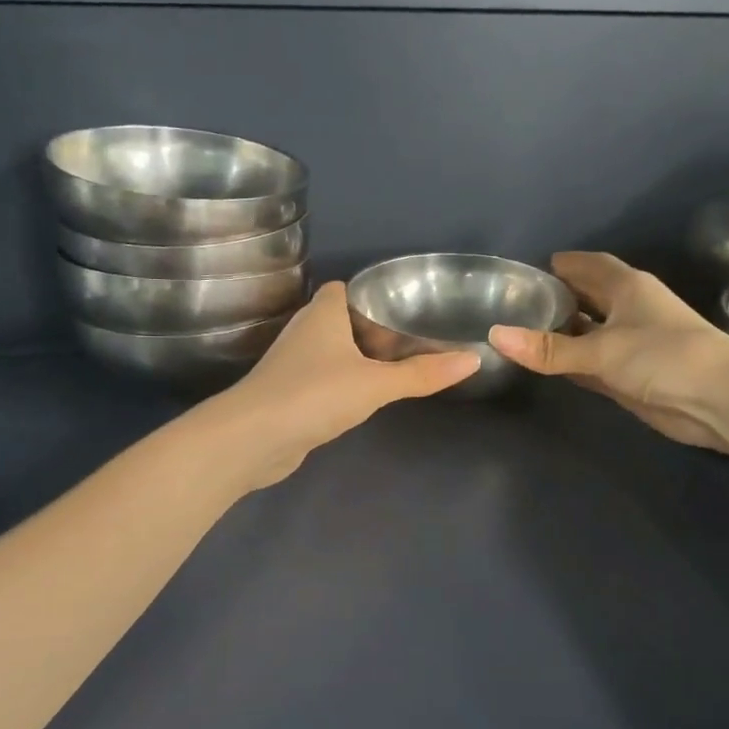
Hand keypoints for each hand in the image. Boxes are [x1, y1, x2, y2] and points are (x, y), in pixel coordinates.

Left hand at [204, 280, 479, 485]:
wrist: (254, 439)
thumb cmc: (315, 394)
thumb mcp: (377, 384)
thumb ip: (423, 374)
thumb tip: (474, 359)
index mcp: (322, 313)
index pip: (345, 289)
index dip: (372, 294)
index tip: (406, 307)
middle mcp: (305, 332)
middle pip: (342, 321)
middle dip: (373, 329)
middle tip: (414, 340)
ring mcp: (293, 365)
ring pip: (333, 352)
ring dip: (359, 359)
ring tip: (399, 367)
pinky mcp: (289, 395)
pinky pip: (324, 380)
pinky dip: (344, 384)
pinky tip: (366, 397)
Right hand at [489, 252, 728, 451]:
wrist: (719, 401)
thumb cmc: (664, 357)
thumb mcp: (601, 350)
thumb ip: (549, 348)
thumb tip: (495, 335)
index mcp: (627, 287)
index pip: (590, 266)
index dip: (564, 264)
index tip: (531, 268)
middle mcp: (629, 310)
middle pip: (589, 297)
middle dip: (560, 297)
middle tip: (518, 302)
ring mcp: (631, 344)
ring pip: (589, 332)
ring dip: (564, 332)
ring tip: (523, 330)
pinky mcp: (631, 376)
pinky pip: (592, 362)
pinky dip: (572, 361)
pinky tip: (547, 363)